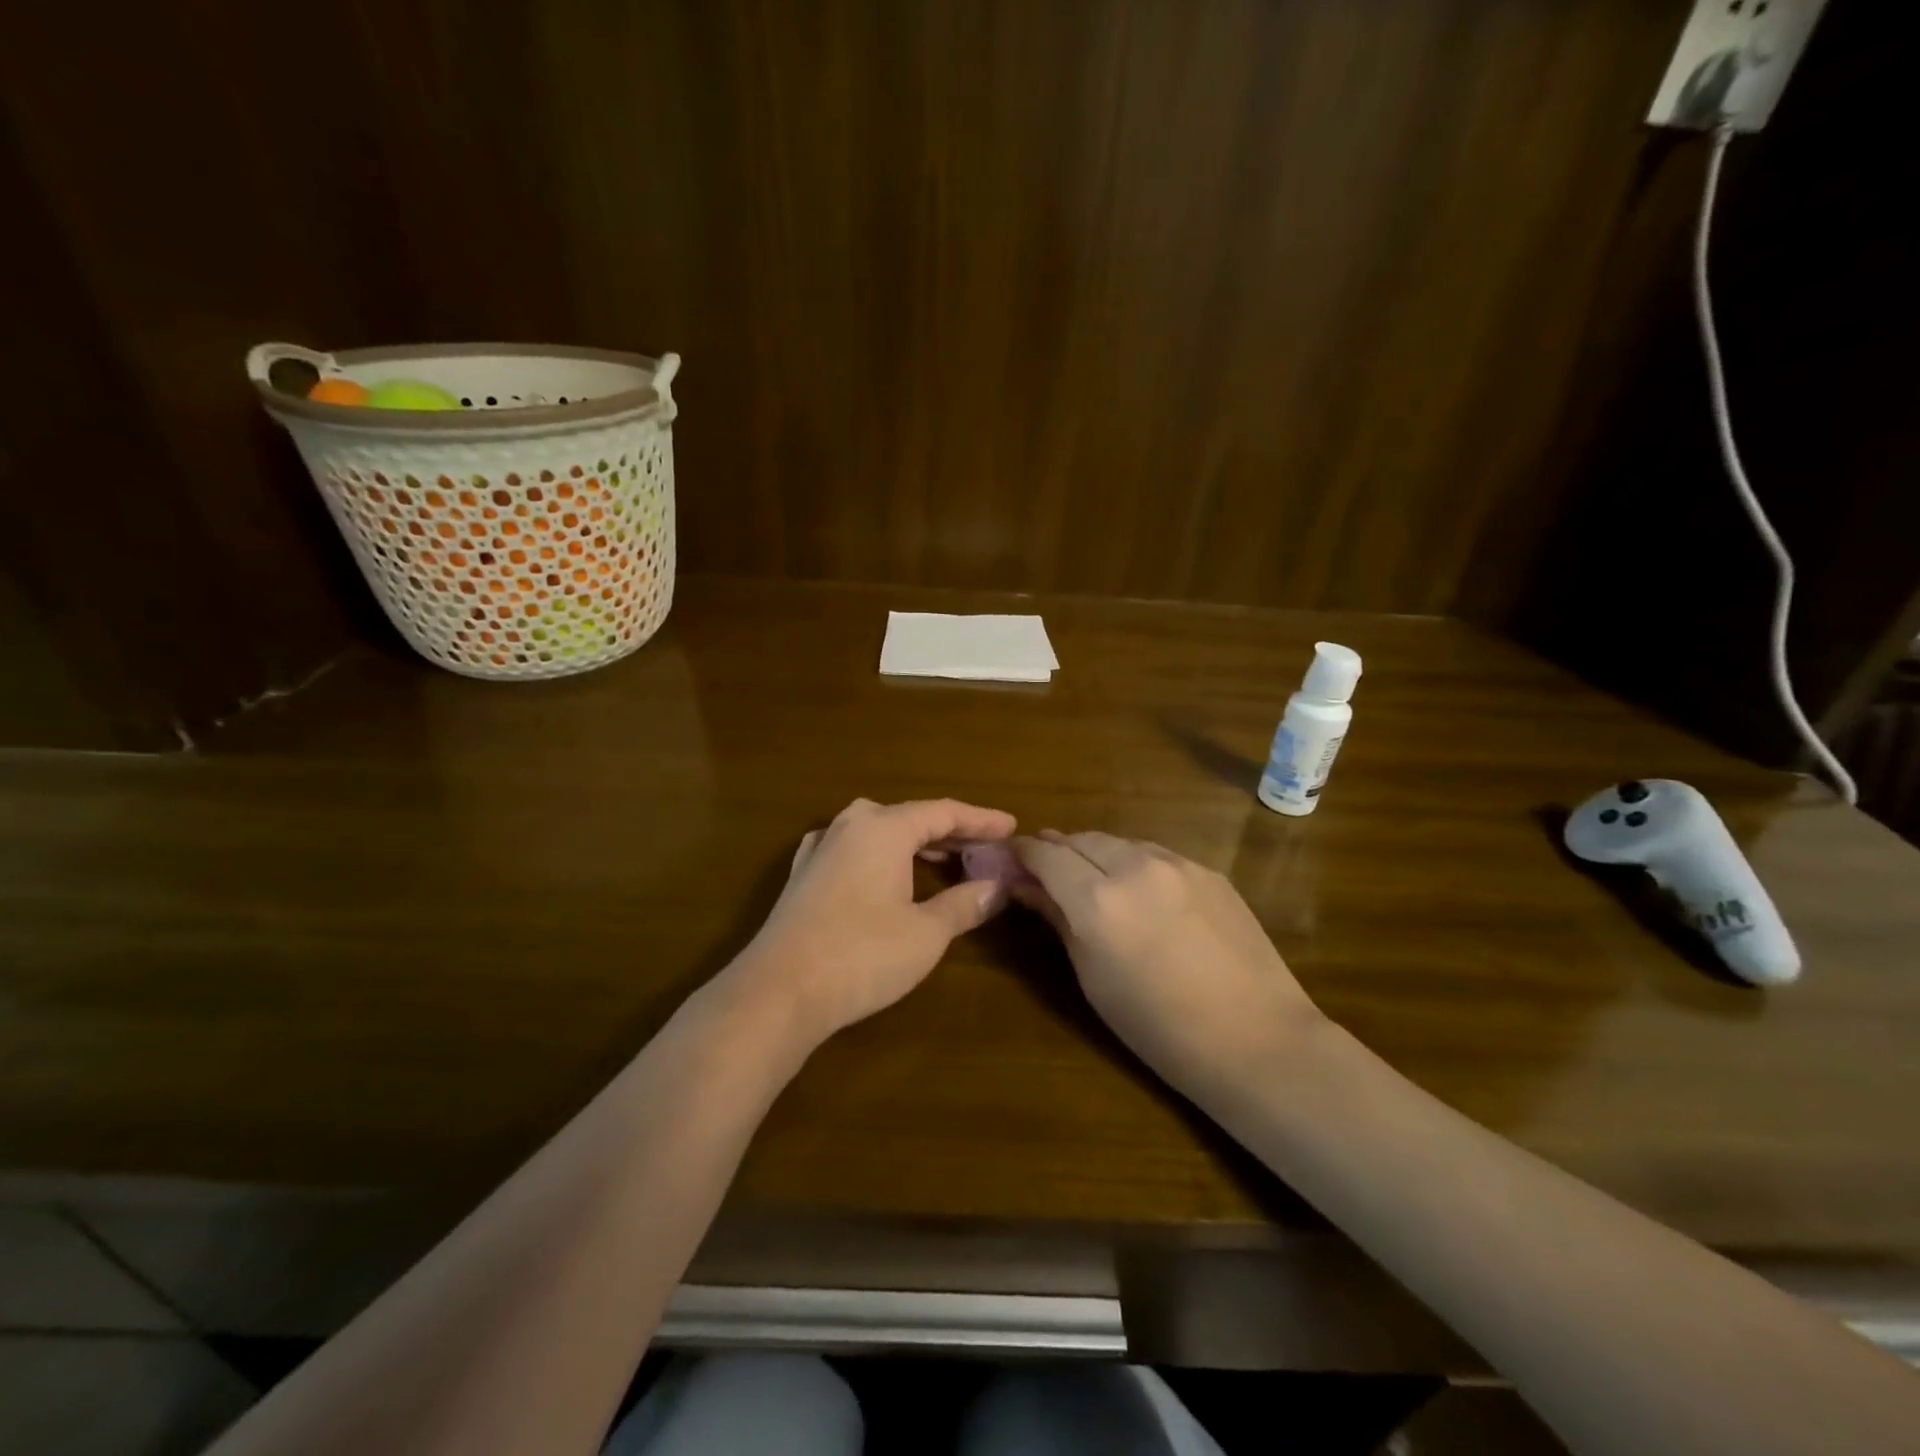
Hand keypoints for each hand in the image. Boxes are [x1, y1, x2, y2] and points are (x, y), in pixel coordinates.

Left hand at [730, 798, 1016, 1045]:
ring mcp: (821, 847)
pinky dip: (882, 855)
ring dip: (916, 843)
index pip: (943, 812)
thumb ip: (965, 904)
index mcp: (884, 828)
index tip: (1011, 826)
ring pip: (880, 832)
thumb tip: (997, 887)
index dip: (980, 819)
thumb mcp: (926, 933)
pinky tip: (884, 868)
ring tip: (947, 859)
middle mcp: (851, 825)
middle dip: (951, 832)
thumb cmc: (862, 955)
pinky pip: (854, 849)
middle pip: (911, 817)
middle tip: (986, 846)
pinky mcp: (803, 874)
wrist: (778, 991)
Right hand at [1011, 831, 1321, 1095]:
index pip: (1046, 855)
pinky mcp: (1208, 871)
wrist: (1256, 1040)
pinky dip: (1134, 862)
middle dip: (1058, 849)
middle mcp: (1134, 867)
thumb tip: (1028, 888)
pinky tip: (1140, 891)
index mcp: (1097, 901)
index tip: (1012, 859)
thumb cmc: (1158, 1028)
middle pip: (1081, 839)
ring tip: (1091, 878)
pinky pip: (1156, 854)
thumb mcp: (1093, 979)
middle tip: (1046, 870)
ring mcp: (1177, 864)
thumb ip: (1059, 922)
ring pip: (1119, 841)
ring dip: (1096, 853)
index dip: (1024, 853)